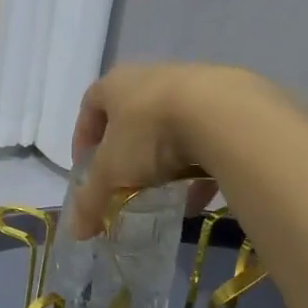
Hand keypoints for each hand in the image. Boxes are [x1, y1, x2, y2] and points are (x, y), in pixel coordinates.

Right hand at [71, 64, 250, 236]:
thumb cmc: (150, 134)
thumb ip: (91, 200)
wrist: (224, 115)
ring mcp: (195, 84)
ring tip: (166, 193)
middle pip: (133, 115)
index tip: (87, 168)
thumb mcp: (112, 172)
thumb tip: (77, 232)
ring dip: (166, 160)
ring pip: (173, 126)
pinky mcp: (231, 101)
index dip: (84, 137)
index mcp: (117, 84)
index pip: (90, 105)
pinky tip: (201, 197)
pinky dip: (201, 167)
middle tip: (126, 182)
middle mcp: (153, 76)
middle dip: (128, 152)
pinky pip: (208, 137)